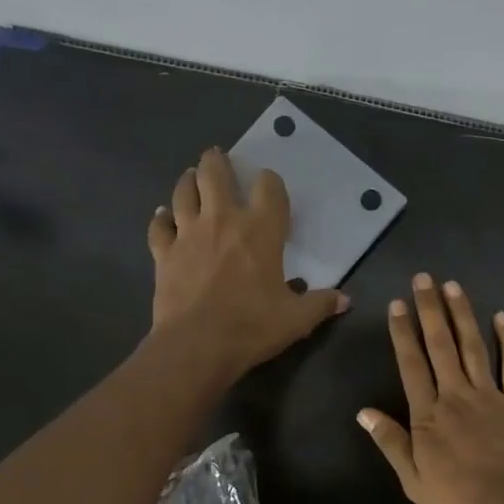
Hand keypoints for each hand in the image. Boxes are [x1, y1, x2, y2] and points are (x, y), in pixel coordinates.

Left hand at [148, 148, 347, 375]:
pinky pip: (159, 226)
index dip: (271, 181)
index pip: (269, 187)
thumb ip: (321, 304)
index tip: (271, 185)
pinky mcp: (164, 253)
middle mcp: (223, 220)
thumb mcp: (297, 319)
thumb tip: (345, 300)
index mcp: (261, 230)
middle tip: (219, 158)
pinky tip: (162, 215)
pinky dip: (161, 218)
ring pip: (183, 191)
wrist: (197, 345)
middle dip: (218, 161)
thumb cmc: (252, 326)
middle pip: (215, 173)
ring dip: (188, 180)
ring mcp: (188, 234)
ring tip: (192, 176)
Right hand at [358, 274, 503, 503]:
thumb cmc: (460, 498)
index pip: (411, 364)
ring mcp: (489, 394)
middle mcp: (456, 394)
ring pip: (473, 346)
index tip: (397, 305)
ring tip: (453, 286)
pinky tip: (502, 317)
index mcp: (429, 413)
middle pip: (440, 345)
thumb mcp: (414, 479)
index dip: (402, 332)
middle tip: (423, 279)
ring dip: (462, 314)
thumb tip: (364, 412)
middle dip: (430, 309)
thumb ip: (391, 442)